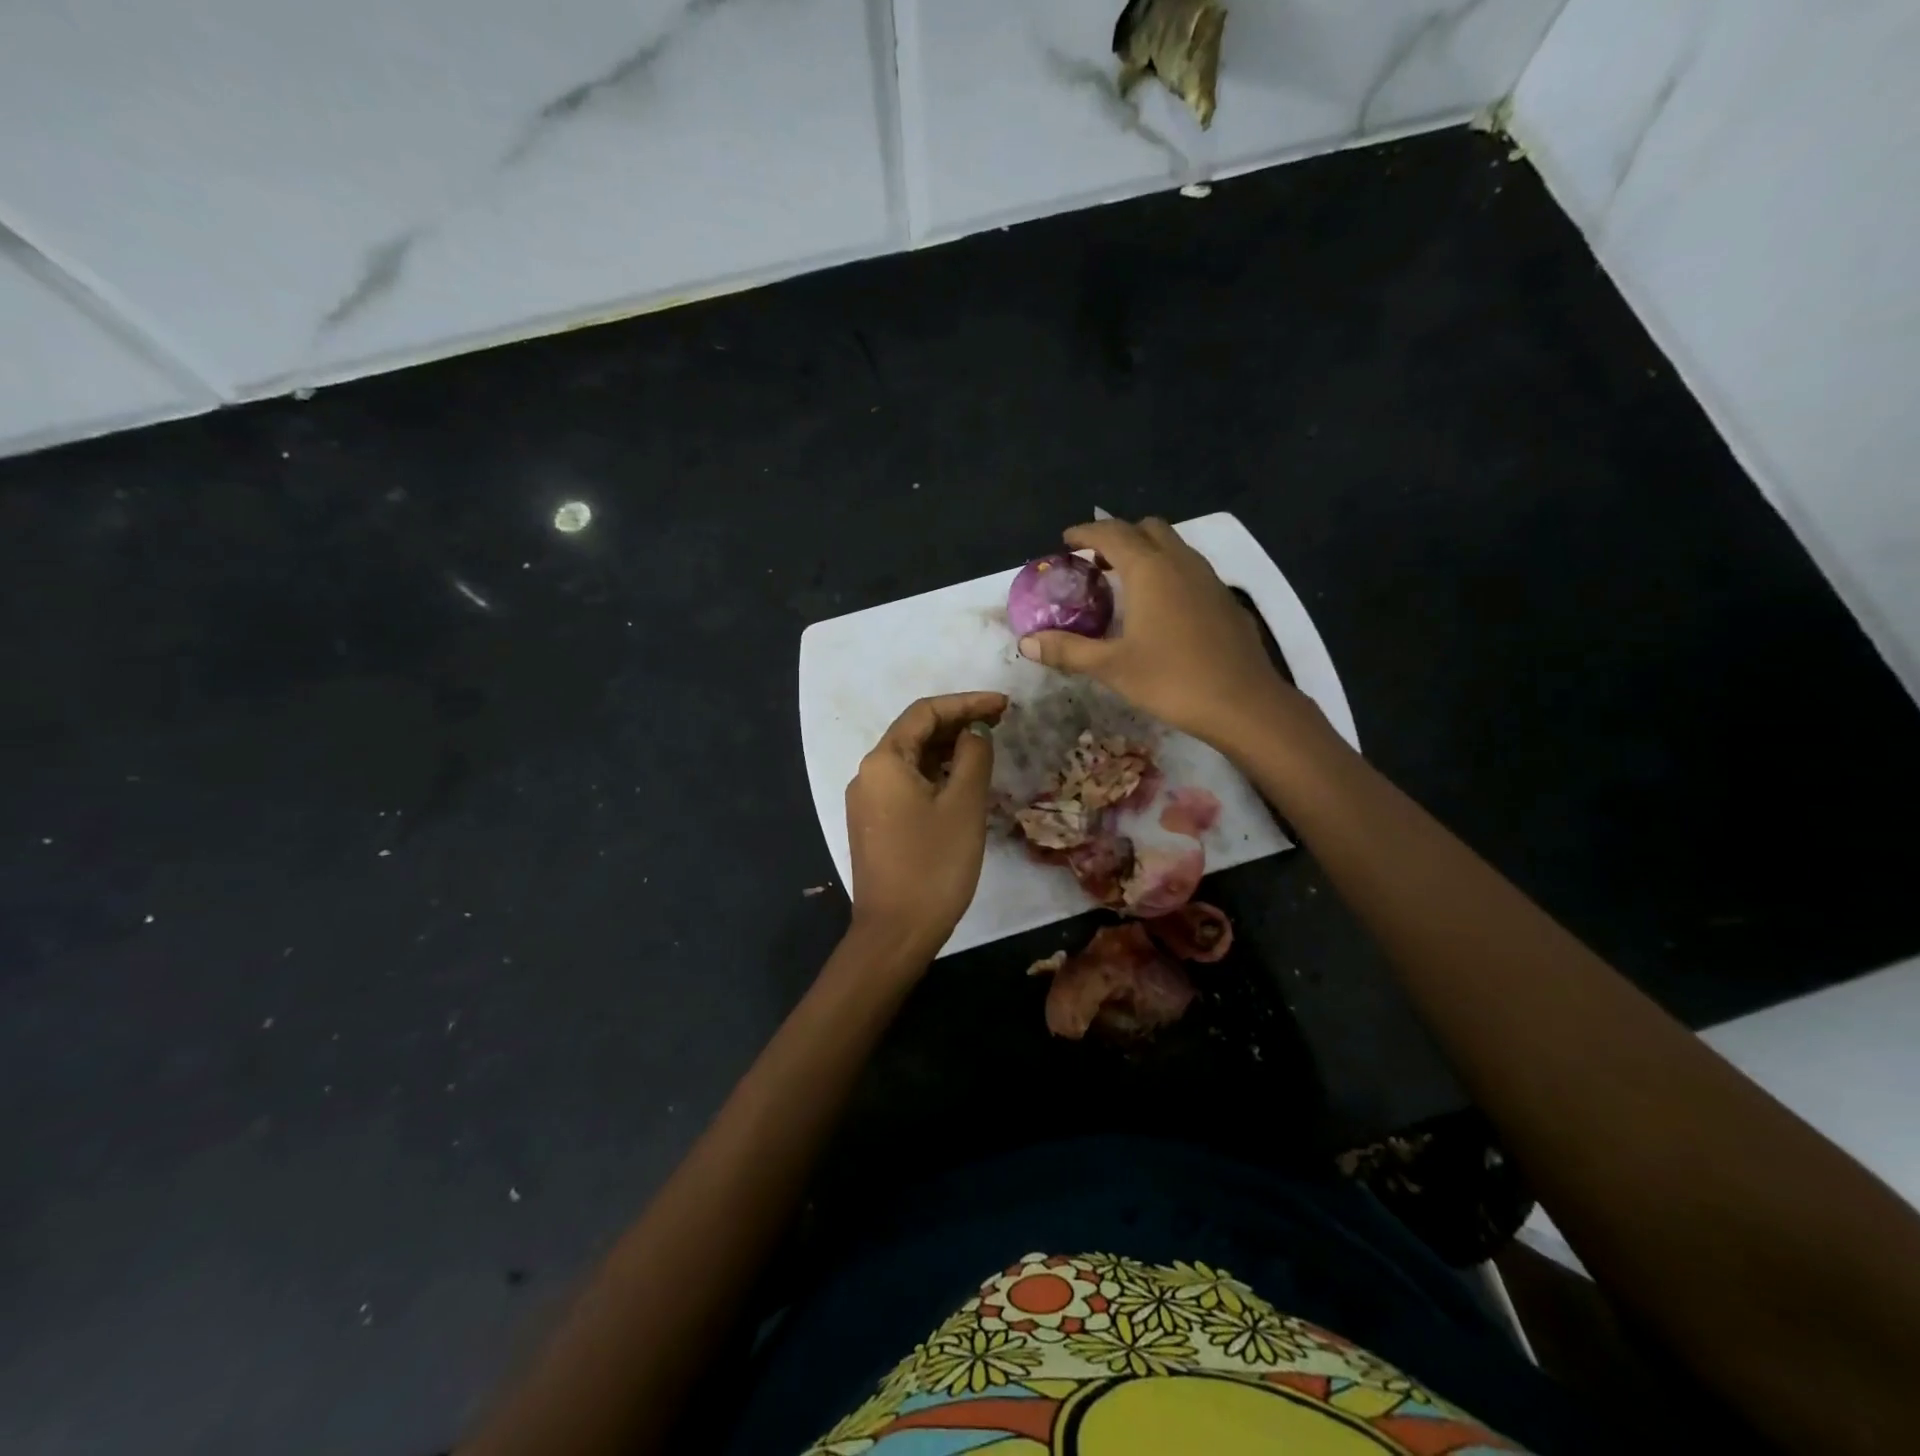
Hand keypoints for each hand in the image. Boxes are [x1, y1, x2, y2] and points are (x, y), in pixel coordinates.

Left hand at [845, 691, 1007, 961]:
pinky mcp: (874, 824)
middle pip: (914, 733)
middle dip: (957, 723)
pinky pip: (906, 785)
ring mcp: (867, 801)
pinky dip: (935, 774)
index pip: (925, 712)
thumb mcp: (964, 804)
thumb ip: (973, 756)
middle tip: (1001, 722)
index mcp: (884, 761)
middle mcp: (867, 773)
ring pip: (911, 760)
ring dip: (947, 749)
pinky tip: (961, 780)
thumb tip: (975, 731)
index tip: (1004, 705)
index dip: (967, 703)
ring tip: (987, 746)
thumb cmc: (934, 864)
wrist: (896, 932)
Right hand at [1018, 517, 1299, 745]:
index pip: (1112, 534)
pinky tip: (1161, 609)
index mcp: (1149, 570)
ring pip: (1173, 546)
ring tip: (1124, 584)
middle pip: (1146, 529)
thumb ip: (1067, 650)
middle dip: (1118, 537)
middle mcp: (1180, 562)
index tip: (1065, 541)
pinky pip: (1190, 569)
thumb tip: (1026, 643)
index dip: (1085, 534)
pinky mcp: (1225, 599)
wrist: (1243, 703)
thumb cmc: (1171, 680)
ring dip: (1146, 553)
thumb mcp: (1111, 667)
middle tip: (1095, 564)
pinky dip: (1168, 573)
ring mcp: (1209, 578)